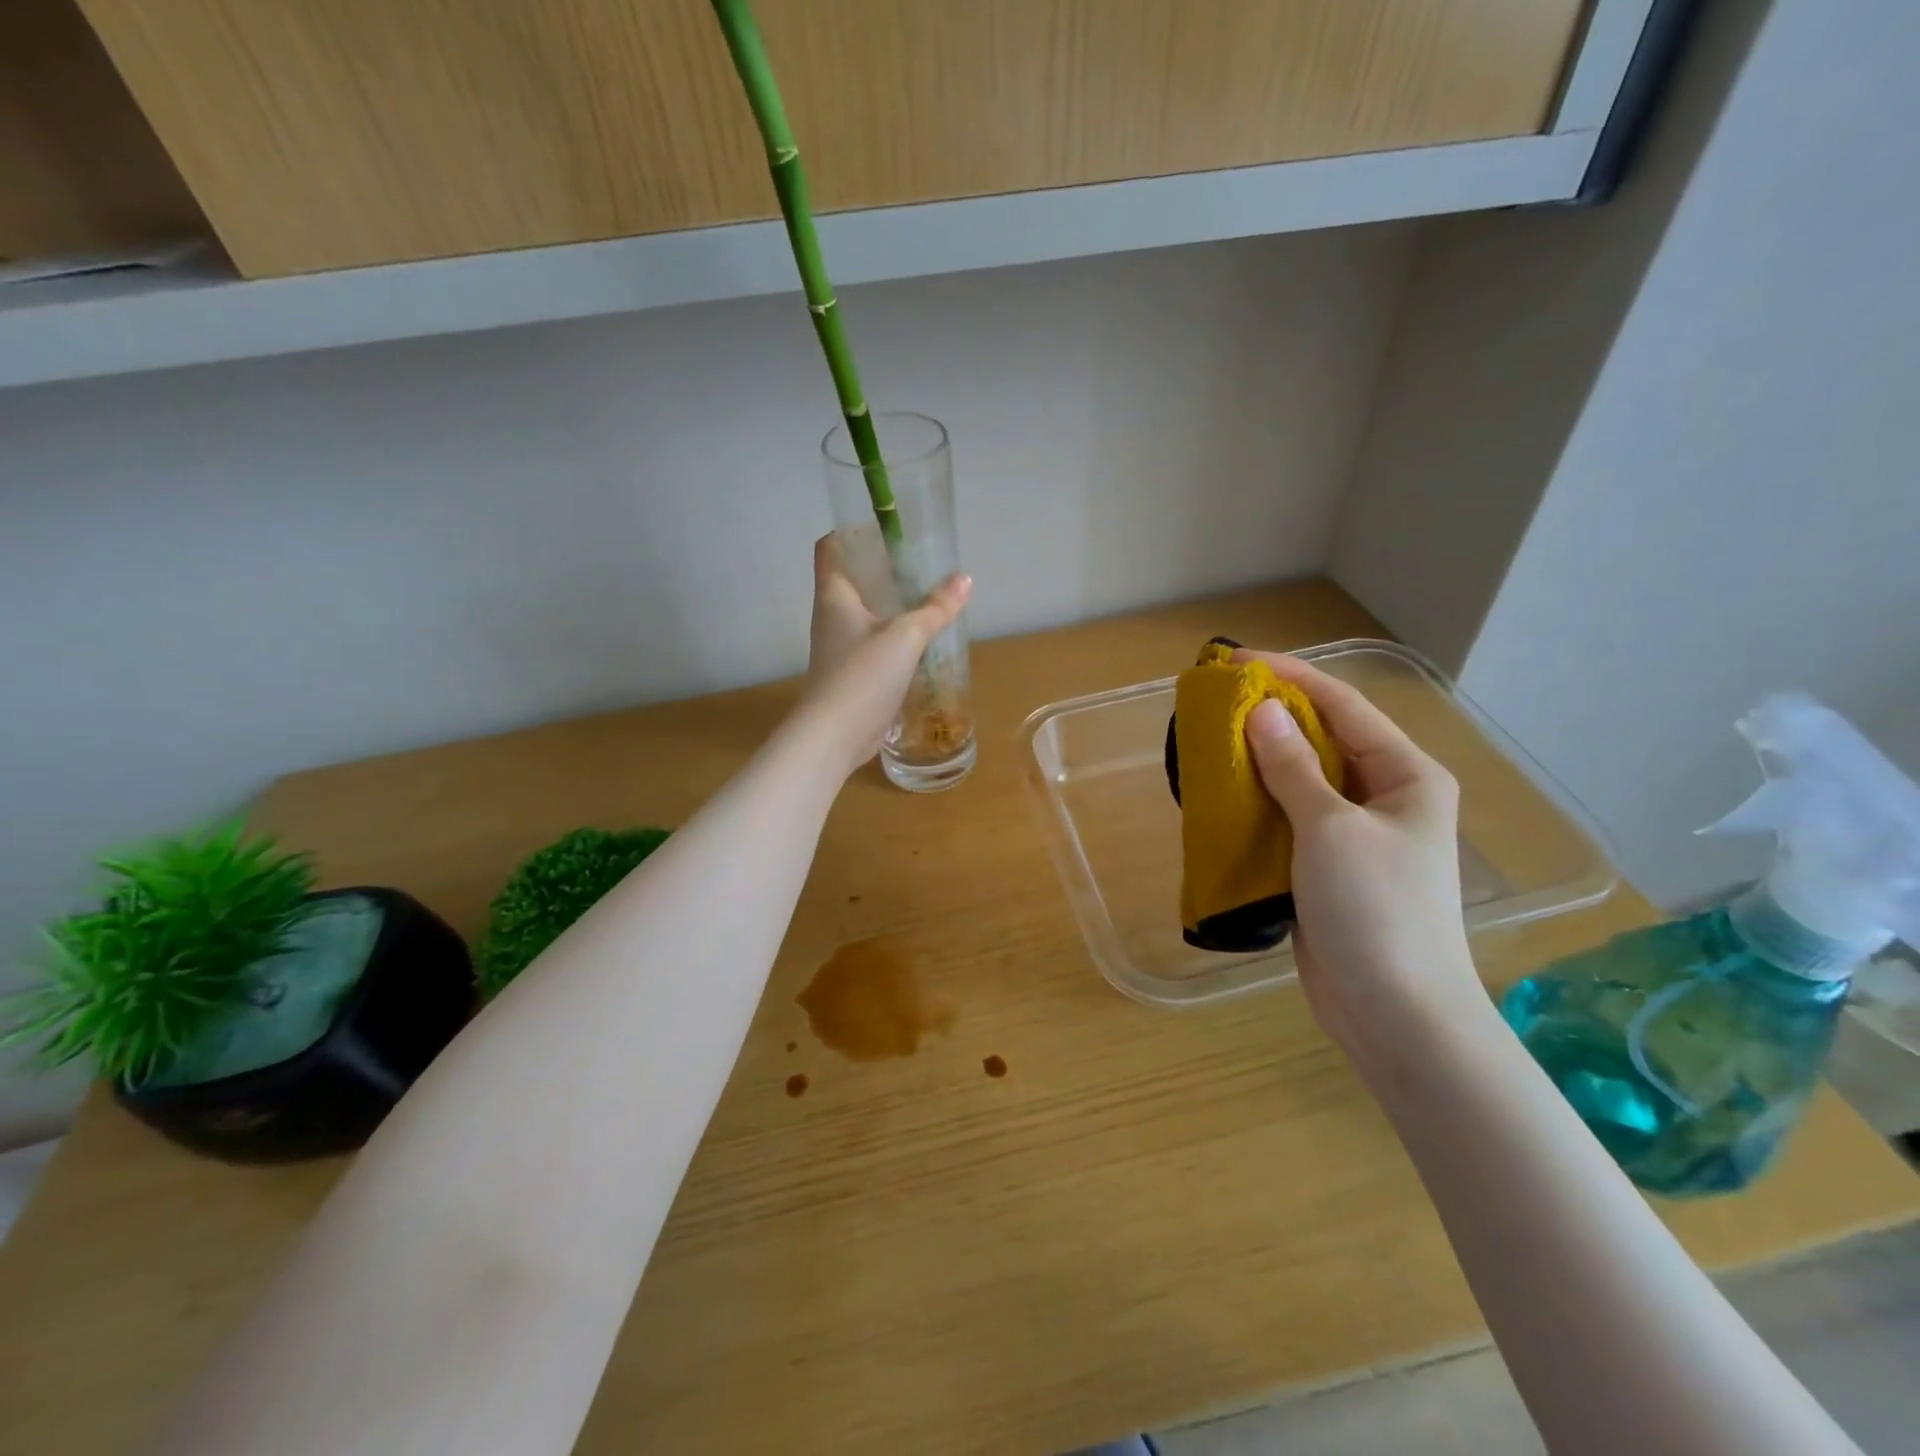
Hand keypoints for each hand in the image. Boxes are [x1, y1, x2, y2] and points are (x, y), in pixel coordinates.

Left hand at [797, 534, 970, 778]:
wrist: (835, 736)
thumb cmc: (862, 675)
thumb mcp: (905, 636)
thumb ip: (936, 608)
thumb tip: (965, 579)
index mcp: (834, 595)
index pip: (831, 547)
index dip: (851, 531)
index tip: (884, 526)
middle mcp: (831, 616)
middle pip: (852, 579)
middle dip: (882, 568)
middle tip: (919, 561)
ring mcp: (840, 647)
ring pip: (865, 613)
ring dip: (891, 604)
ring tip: (926, 596)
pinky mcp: (852, 673)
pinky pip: (873, 643)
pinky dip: (894, 635)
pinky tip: (921, 640)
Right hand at [1234, 650, 1488, 1073]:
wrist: (1395, 1013)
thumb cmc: (1375, 910)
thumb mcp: (1331, 829)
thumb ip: (1292, 768)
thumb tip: (1260, 710)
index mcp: (1405, 775)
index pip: (1343, 706)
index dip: (1290, 677)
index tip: (1236, 661)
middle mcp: (1384, 796)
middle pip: (1322, 739)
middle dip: (1271, 717)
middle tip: (1214, 703)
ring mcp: (1356, 834)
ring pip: (1300, 780)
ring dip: (1259, 760)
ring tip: (1209, 742)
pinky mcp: (1327, 866)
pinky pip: (1289, 818)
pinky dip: (1256, 803)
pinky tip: (1221, 796)